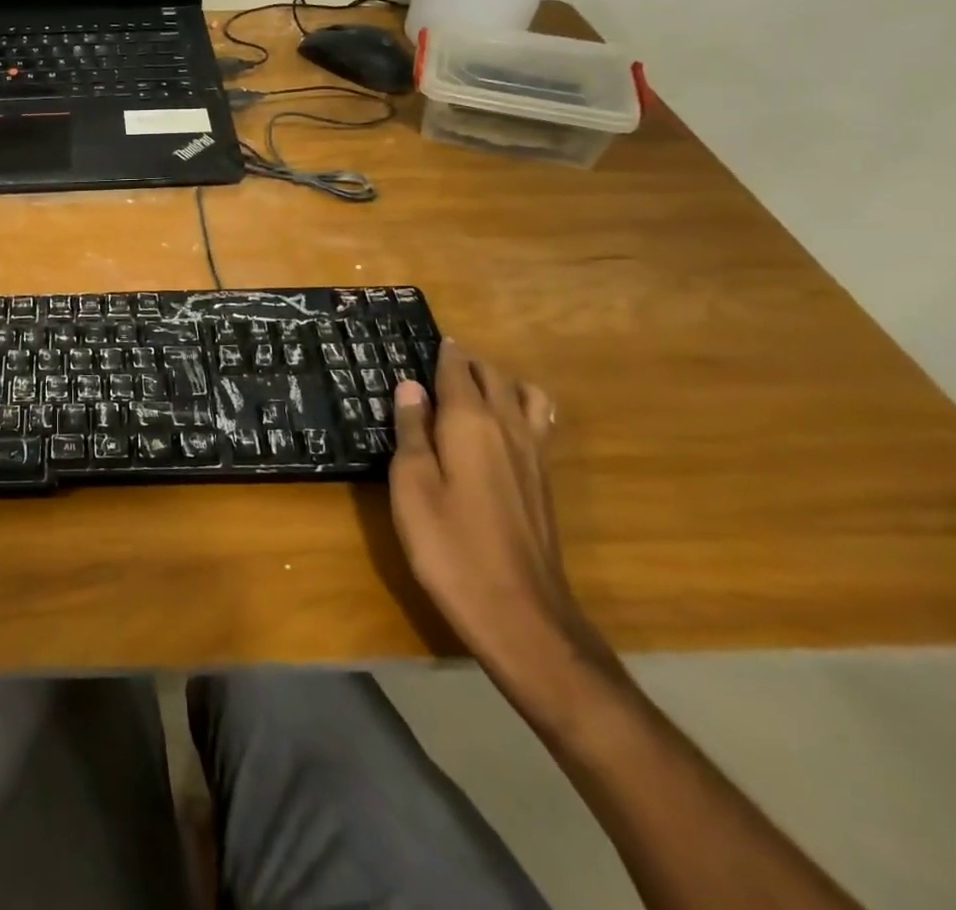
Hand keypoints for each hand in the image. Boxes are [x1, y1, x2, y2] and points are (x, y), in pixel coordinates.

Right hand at [389, 340, 599, 677]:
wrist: (519, 613)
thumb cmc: (449, 545)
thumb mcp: (412, 485)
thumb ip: (412, 431)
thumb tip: (411, 386)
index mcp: (470, 423)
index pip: (457, 371)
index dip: (442, 354)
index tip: (427, 342)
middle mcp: (509, 428)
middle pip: (493, 376)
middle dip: (468, 362)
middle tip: (439, 363)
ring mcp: (534, 456)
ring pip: (525, 396)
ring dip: (501, 382)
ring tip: (474, 390)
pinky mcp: (545, 483)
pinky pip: (539, 423)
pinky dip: (522, 408)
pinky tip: (503, 429)